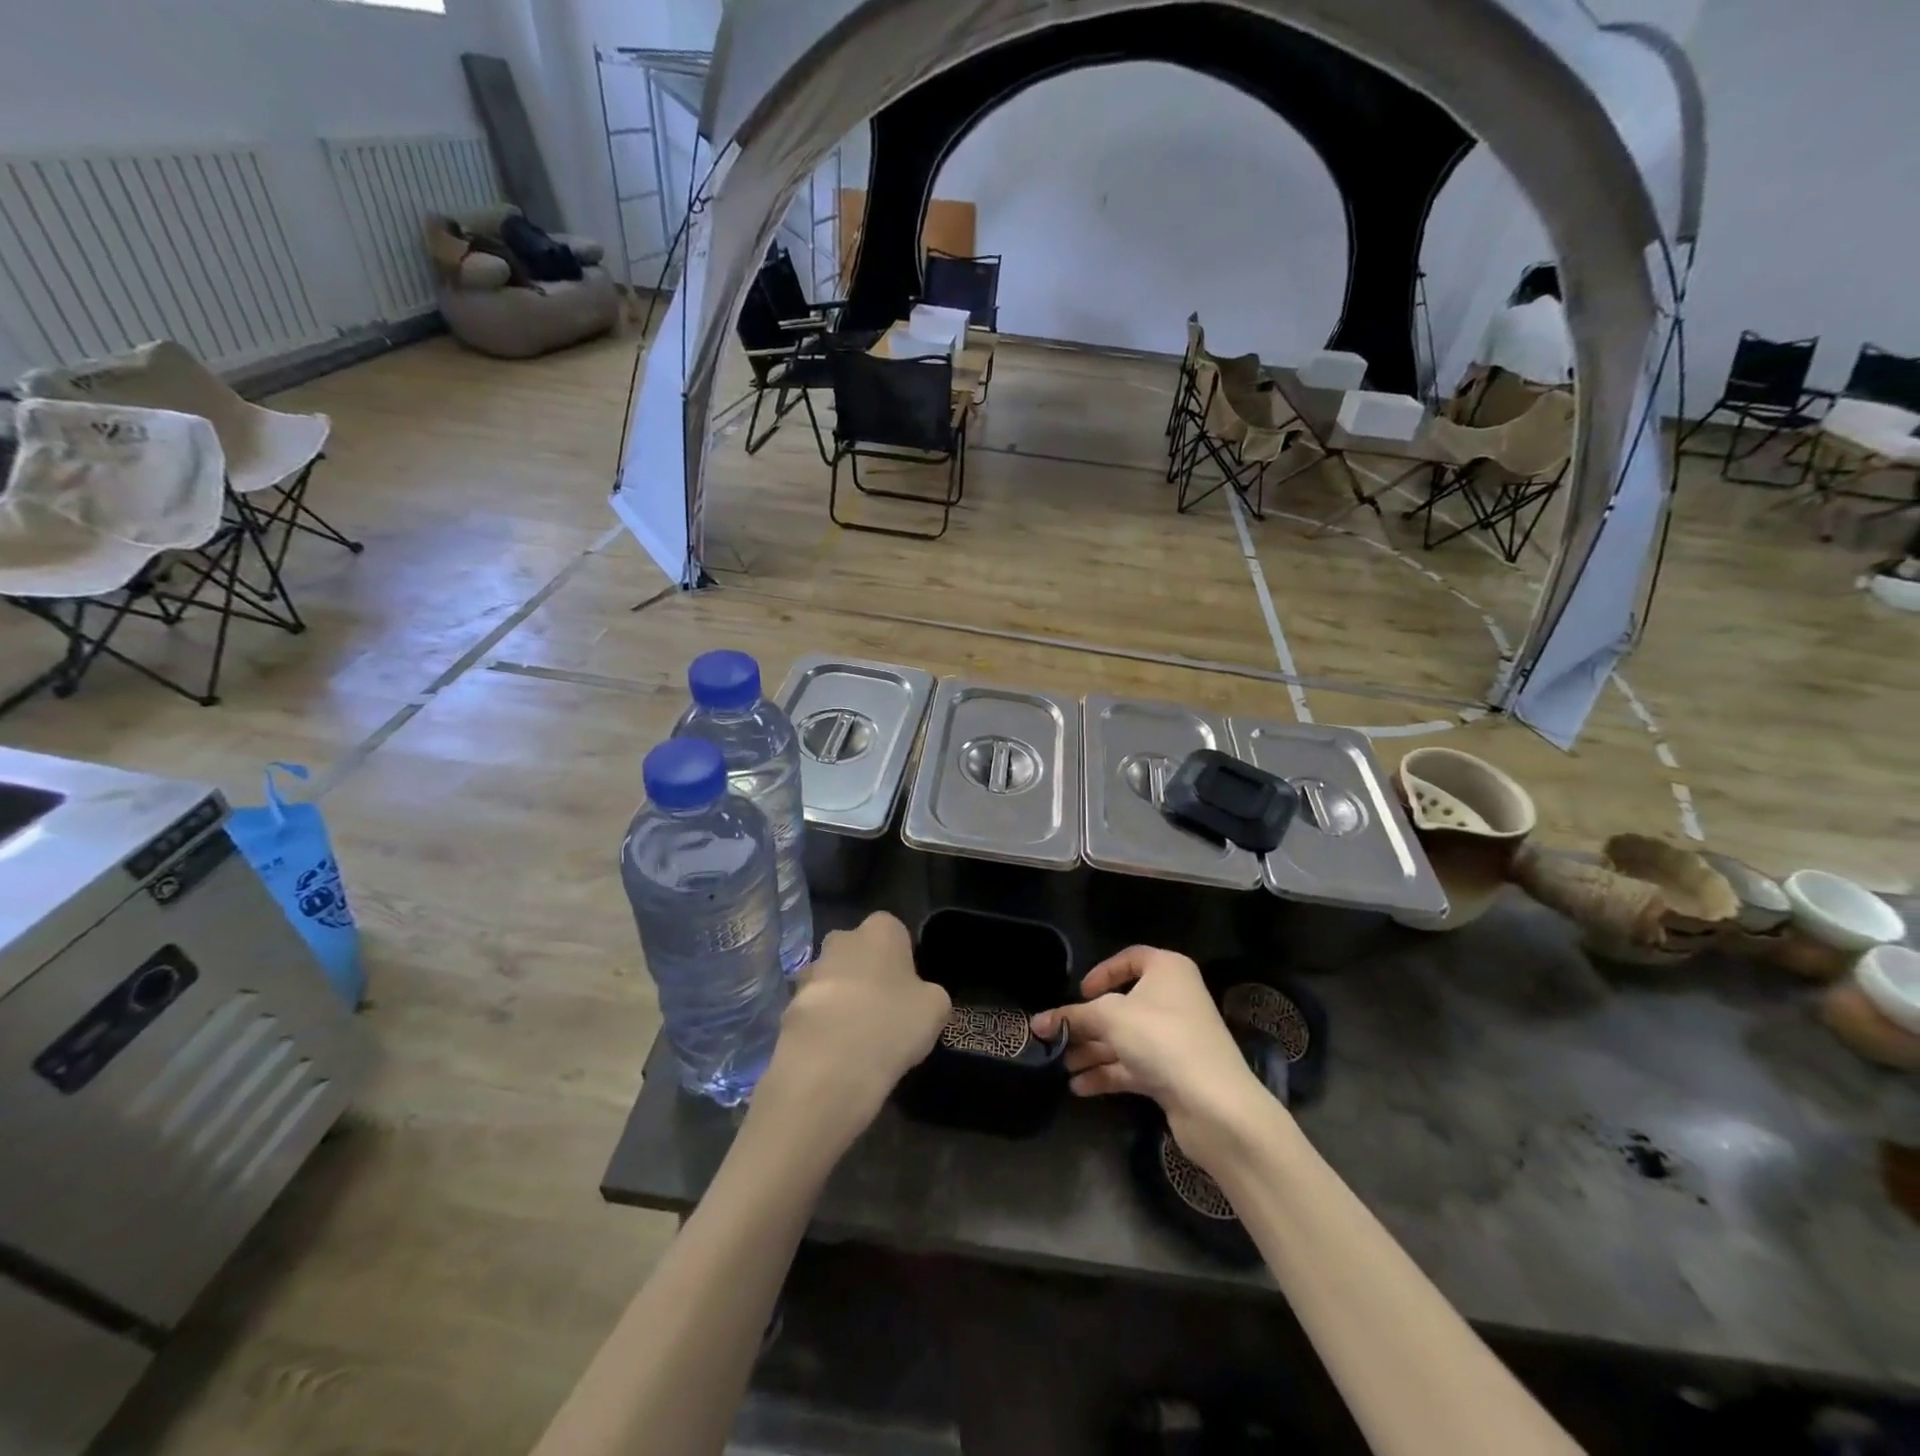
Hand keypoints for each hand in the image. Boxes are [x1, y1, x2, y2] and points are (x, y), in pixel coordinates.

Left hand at [759, 913, 949, 1148]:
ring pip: (832, 980)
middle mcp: (842, 939)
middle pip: (857, 952)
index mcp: (881, 930)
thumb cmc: (893, 1022)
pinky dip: (823, 1026)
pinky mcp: (788, 1005)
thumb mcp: (936, 1008)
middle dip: (865, 974)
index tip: (908, 990)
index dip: (901, 959)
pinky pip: (814, 1011)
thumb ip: (929, 994)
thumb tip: (920, 998)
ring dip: (842, 1000)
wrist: (830, 1063)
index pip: (894, 932)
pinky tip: (836, 1054)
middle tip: (883, 1011)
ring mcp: (811, 972)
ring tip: (858, 1039)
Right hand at [1031, 946, 1275, 1160]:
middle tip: (1056, 1037)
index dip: (1102, 973)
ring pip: (1125, 1038)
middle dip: (1087, 1022)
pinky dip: (1107, 1073)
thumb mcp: (1109, 1018)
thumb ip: (1072, 1017)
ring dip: (1092, 1051)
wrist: (1215, 1103)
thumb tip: (1037, 1022)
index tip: (1080, 993)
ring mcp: (1175, 1038)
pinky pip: (1133, 1065)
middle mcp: (1174, 999)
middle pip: (1122, 1004)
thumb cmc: (1161, 1038)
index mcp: (1167, 971)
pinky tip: (1079, 1087)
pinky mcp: (1173, 1073)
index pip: (1130, 959)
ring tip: (1061, 1065)